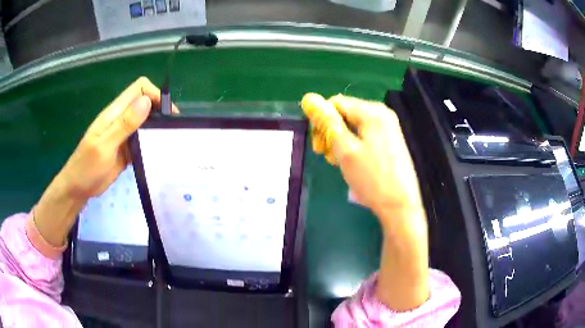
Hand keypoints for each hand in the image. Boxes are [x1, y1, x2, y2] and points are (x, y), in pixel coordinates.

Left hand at [34, 77, 175, 247]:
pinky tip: (158, 154)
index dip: (154, 95)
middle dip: (160, 112)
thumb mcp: (104, 146)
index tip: (166, 114)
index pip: (139, 89)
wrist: (78, 189)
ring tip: (168, 143)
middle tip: (171, 131)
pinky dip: (152, 144)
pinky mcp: (127, 150)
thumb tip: (147, 101)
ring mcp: (124, 135)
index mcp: (115, 113)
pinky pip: (143, 141)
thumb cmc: (86, 167)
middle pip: (146, 104)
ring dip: (158, 128)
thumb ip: (124, 124)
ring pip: (146, 123)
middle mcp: (121, 120)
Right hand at [301, 93, 428, 310]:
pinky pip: (362, 141)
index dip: (323, 122)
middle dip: (332, 135)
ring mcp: (388, 133)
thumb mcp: (345, 151)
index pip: (336, 104)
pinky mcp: (389, 147)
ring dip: (341, 145)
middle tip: (332, 159)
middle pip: (345, 116)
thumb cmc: (374, 183)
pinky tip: (354, 170)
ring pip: (352, 130)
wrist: (402, 211)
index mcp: (374, 114)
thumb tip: (308, 99)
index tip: (321, 145)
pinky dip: (353, 151)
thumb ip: (327, 123)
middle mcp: (383, 118)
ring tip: (343, 166)